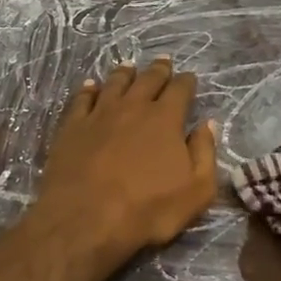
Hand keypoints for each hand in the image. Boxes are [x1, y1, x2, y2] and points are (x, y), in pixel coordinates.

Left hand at [31, 58, 218, 274]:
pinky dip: (89, 89)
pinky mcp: (72, 126)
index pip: (180, 90)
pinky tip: (91, 85)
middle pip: (148, 80)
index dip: (187, 82)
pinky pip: (82, 99)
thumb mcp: (196, 190)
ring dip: (125, 73)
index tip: (190, 77)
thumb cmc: (148, 209)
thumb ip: (205, 153)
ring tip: (129, 66)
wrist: (86, 219)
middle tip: (164, 61)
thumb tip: (207, 124)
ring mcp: (99, 114)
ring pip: (115, 83)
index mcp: (165, 119)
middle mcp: (133, 107)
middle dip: (159, 70)